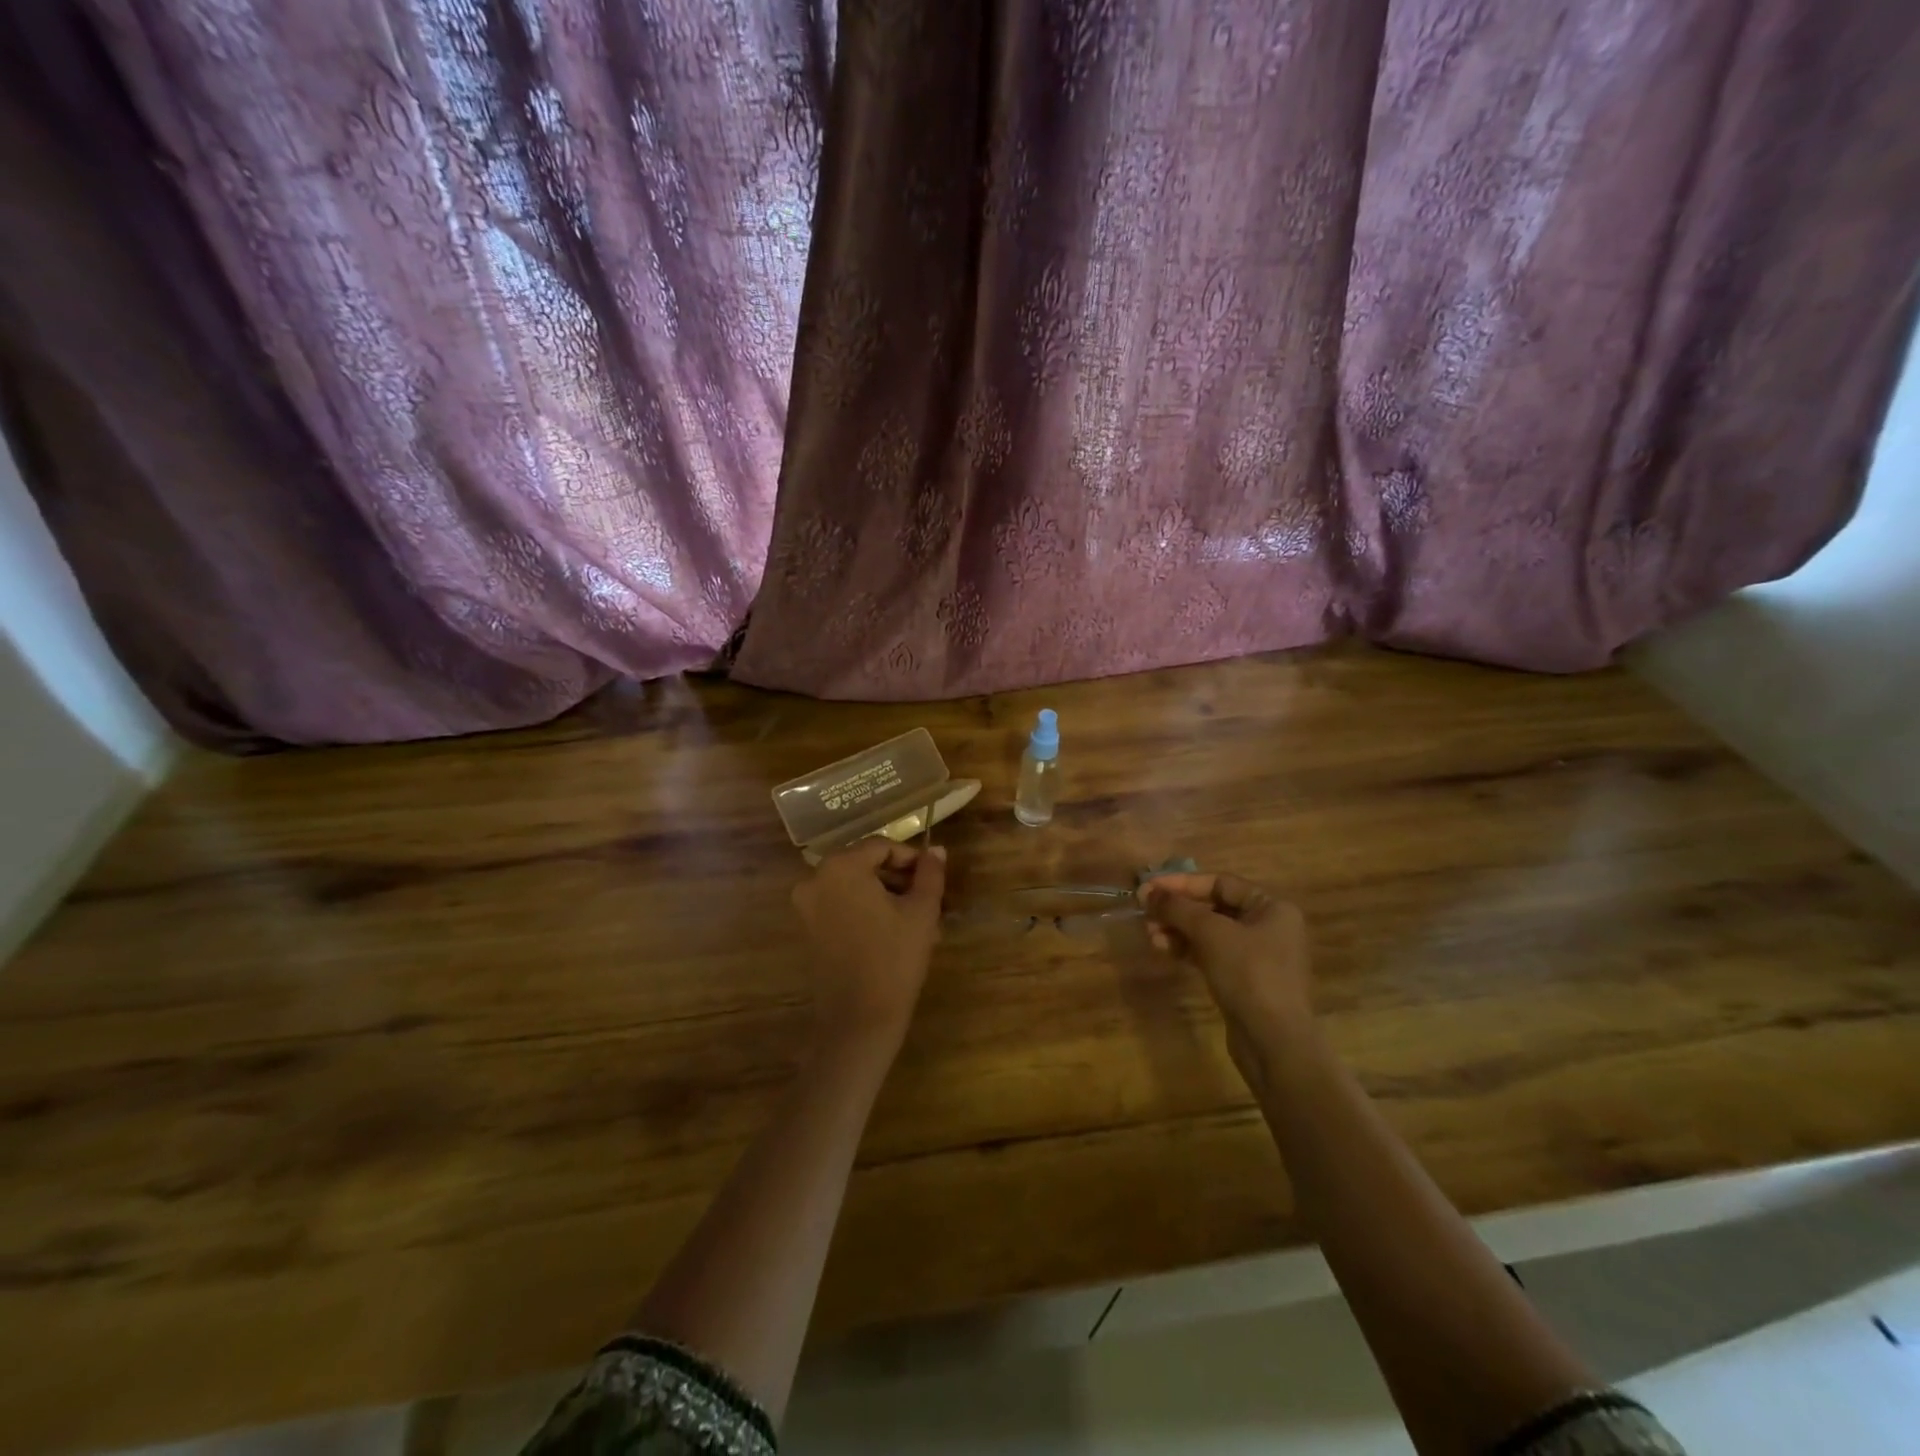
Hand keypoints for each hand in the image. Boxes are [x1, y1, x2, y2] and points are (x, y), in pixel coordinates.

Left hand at [792, 839, 947, 1051]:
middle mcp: (816, 879)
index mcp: (841, 867)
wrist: (859, 1019)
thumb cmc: (895, 958)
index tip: (933, 877)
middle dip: (898, 878)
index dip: (911, 858)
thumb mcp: (922, 911)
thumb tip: (937, 850)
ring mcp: (807, 906)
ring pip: (855, 887)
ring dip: (885, 895)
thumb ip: (930, 874)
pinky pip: (842, 906)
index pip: (882, 847)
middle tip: (927, 898)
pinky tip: (893, 932)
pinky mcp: (808, 929)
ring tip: (917, 919)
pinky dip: (866, 910)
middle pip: (865, 865)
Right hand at [1139, 872, 1312, 1041]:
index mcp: (1271, 907)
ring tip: (1150, 935)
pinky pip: (1210, 953)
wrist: (1274, 1042)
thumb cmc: (1249, 974)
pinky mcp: (1243, 979)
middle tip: (1145, 913)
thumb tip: (1148, 892)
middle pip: (1213, 907)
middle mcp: (1267, 926)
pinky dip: (1187, 949)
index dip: (1182, 883)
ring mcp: (1256, 955)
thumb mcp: (1211, 933)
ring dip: (1177, 930)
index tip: (1149, 888)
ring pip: (1209, 932)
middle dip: (1177, 910)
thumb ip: (1178, 908)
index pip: (1220, 882)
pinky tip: (1163, 950)